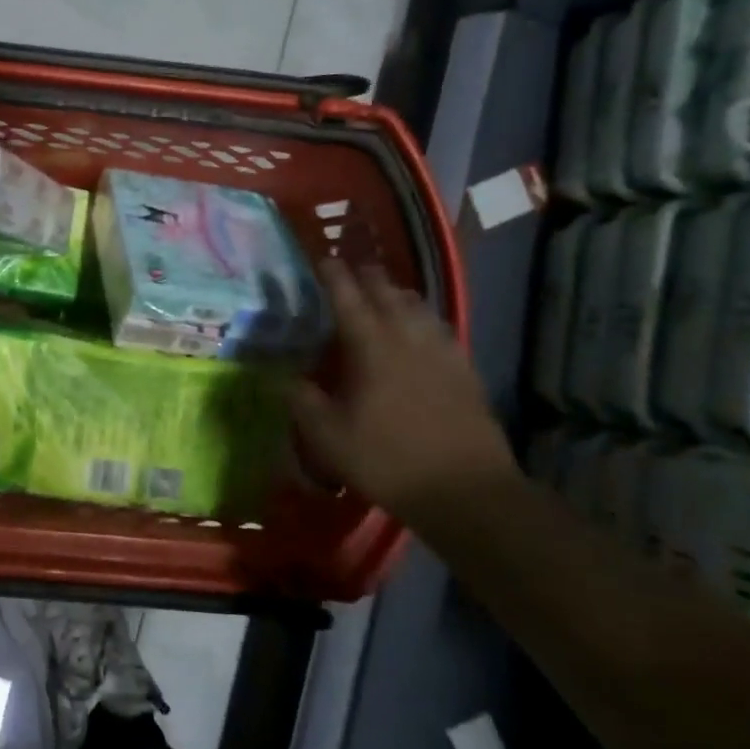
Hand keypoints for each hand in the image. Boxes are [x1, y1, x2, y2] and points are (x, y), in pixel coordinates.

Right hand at [289, 263, 515, 515]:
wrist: (465, 490)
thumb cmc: (388, 459)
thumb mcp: (328, 436)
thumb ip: (302, 401)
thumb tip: (283, 378)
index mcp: (371, 345)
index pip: (347, 295)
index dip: (332, 273)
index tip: (321, 258)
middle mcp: (407, 336)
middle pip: (386, 290)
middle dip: (365, 275)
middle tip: (349, 271)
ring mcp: (441, 350)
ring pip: (417, 305)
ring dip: (396, 293)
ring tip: (383, 295)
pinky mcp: (464, 368)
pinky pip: (439, 327)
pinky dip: (421, 318)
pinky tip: (419, 332)